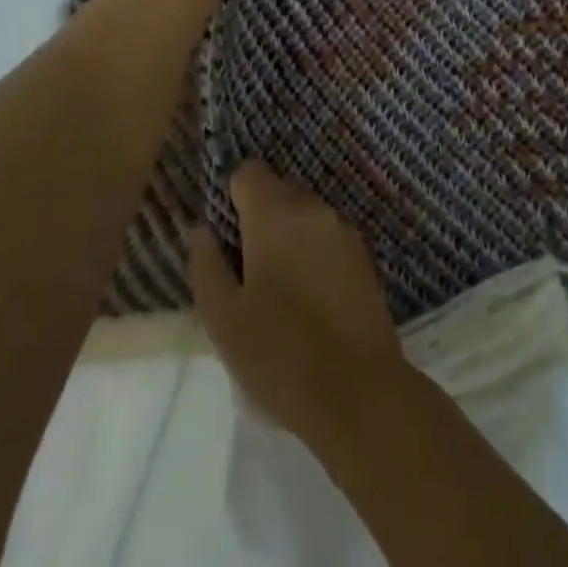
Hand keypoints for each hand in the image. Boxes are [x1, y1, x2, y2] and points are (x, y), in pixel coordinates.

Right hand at [189, 161, 409, 441]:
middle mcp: (313, 208)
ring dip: (289, 236)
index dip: (232, 198)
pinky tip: (310, 300)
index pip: (248, 172)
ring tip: (280, 290)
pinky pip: (328, 238)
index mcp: (276, 213)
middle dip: (260, 218)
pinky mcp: (365, 257)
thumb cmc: (280, 354)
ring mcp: (344, 230)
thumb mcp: (223, 317)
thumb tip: (202, 229)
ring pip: (305, 215)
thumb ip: (206, 264)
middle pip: (278, 190)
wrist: (360, 395)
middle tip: (248, 271)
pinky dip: (314, 254)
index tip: (227, 238)